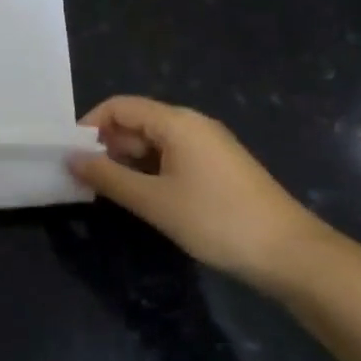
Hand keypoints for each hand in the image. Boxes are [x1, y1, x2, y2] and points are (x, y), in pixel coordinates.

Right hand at [71, 96, 335, 289]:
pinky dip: (151, 170)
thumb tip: (70, 158)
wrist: (290, 253)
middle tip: (86, 179)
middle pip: (137, 121)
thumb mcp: (154, 201)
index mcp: (176, 121)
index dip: (90, 125)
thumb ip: (108, 177)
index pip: (120, 106)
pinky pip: (174, 156)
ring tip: (110, 191)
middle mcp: (192, 124)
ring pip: (155, 141)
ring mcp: (209, 145)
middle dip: (108, 145)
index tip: (70, 155)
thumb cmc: (216, 220)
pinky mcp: (219, 166)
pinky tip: (145, 197)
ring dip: (128, 160)